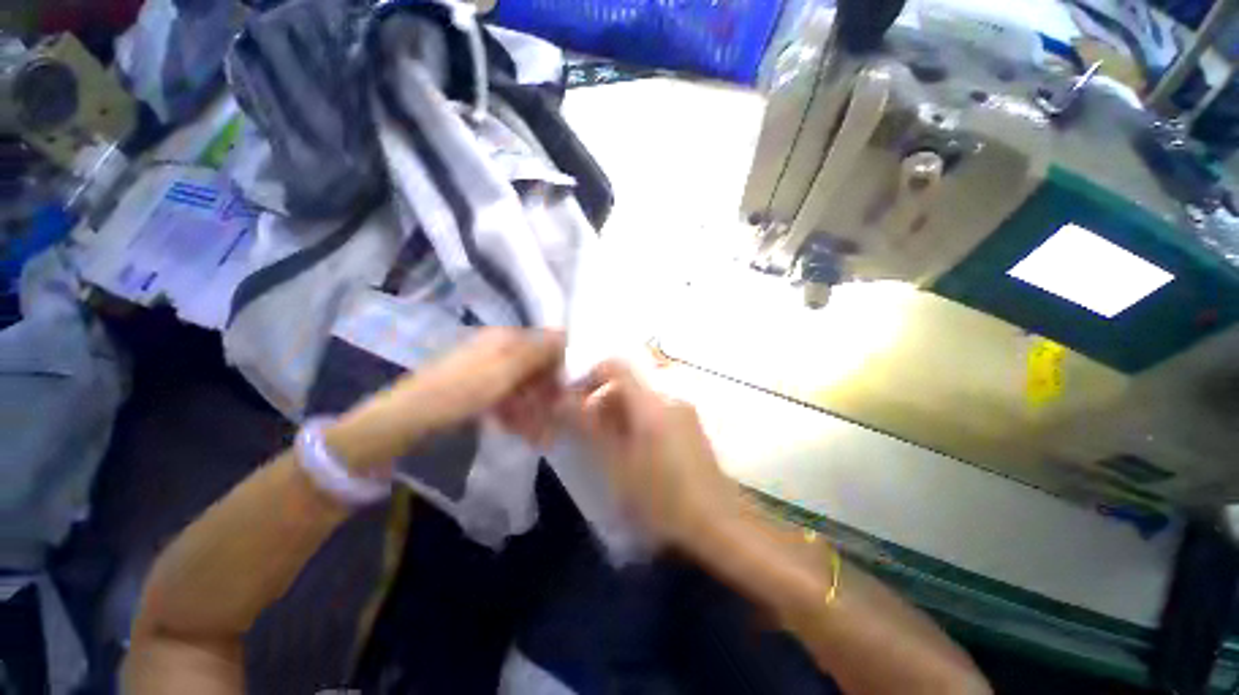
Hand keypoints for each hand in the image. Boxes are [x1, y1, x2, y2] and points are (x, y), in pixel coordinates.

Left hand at [407, 328, 565, 440]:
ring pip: (525, 385)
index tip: (570, 390)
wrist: (410, 416)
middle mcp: (501, 349)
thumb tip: (567, 336)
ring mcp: (490, 369)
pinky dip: (517, 413)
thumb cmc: (462, 390)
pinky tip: (520, 431)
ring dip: (534, 408)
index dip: (563, 364)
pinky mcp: (481, 387)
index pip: (548, 343)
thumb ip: (539, 353)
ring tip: (537, 434)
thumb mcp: (505, 371)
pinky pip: (509, 397)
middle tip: (555, 418)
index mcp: (507, 338)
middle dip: (548, 393)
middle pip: (538, 367)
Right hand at [563, 360, 733, 546]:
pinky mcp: (690, 426)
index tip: (573, 395)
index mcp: (650, 402)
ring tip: (604, 441)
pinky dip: (636, 420)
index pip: (616, 366)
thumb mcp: (617, 464)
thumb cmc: (662, 496)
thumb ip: (589, 427)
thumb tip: (564, 401)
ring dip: (618, 411)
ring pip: (641, 398)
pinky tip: (631, 449)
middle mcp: (669, 398)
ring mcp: (683, 411)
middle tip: (584, 426)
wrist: (718, 523)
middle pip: (628, 382)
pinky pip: (656, 410)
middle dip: (602, 398)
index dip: (590, 374)